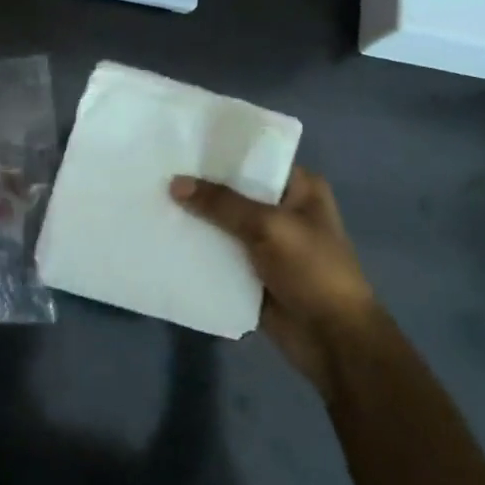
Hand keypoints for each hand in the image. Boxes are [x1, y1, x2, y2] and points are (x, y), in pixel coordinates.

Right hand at [170, 166, 377, 398]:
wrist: (333, 340)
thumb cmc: (313, 271)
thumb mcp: (269, 226)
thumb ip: (221, 203)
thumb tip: (174, 182)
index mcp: (299, 188)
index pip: (254, 157)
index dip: (219, 152)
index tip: (180, 144)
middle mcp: (282, 209)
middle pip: (233, 190)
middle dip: (199, 186)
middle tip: (155, 171)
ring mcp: (265, 242)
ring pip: (221, 223)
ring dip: (194, 219)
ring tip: (151, 201)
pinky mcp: (249, 271)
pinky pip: (217, 254)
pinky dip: (196, 249)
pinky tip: (163, 238)